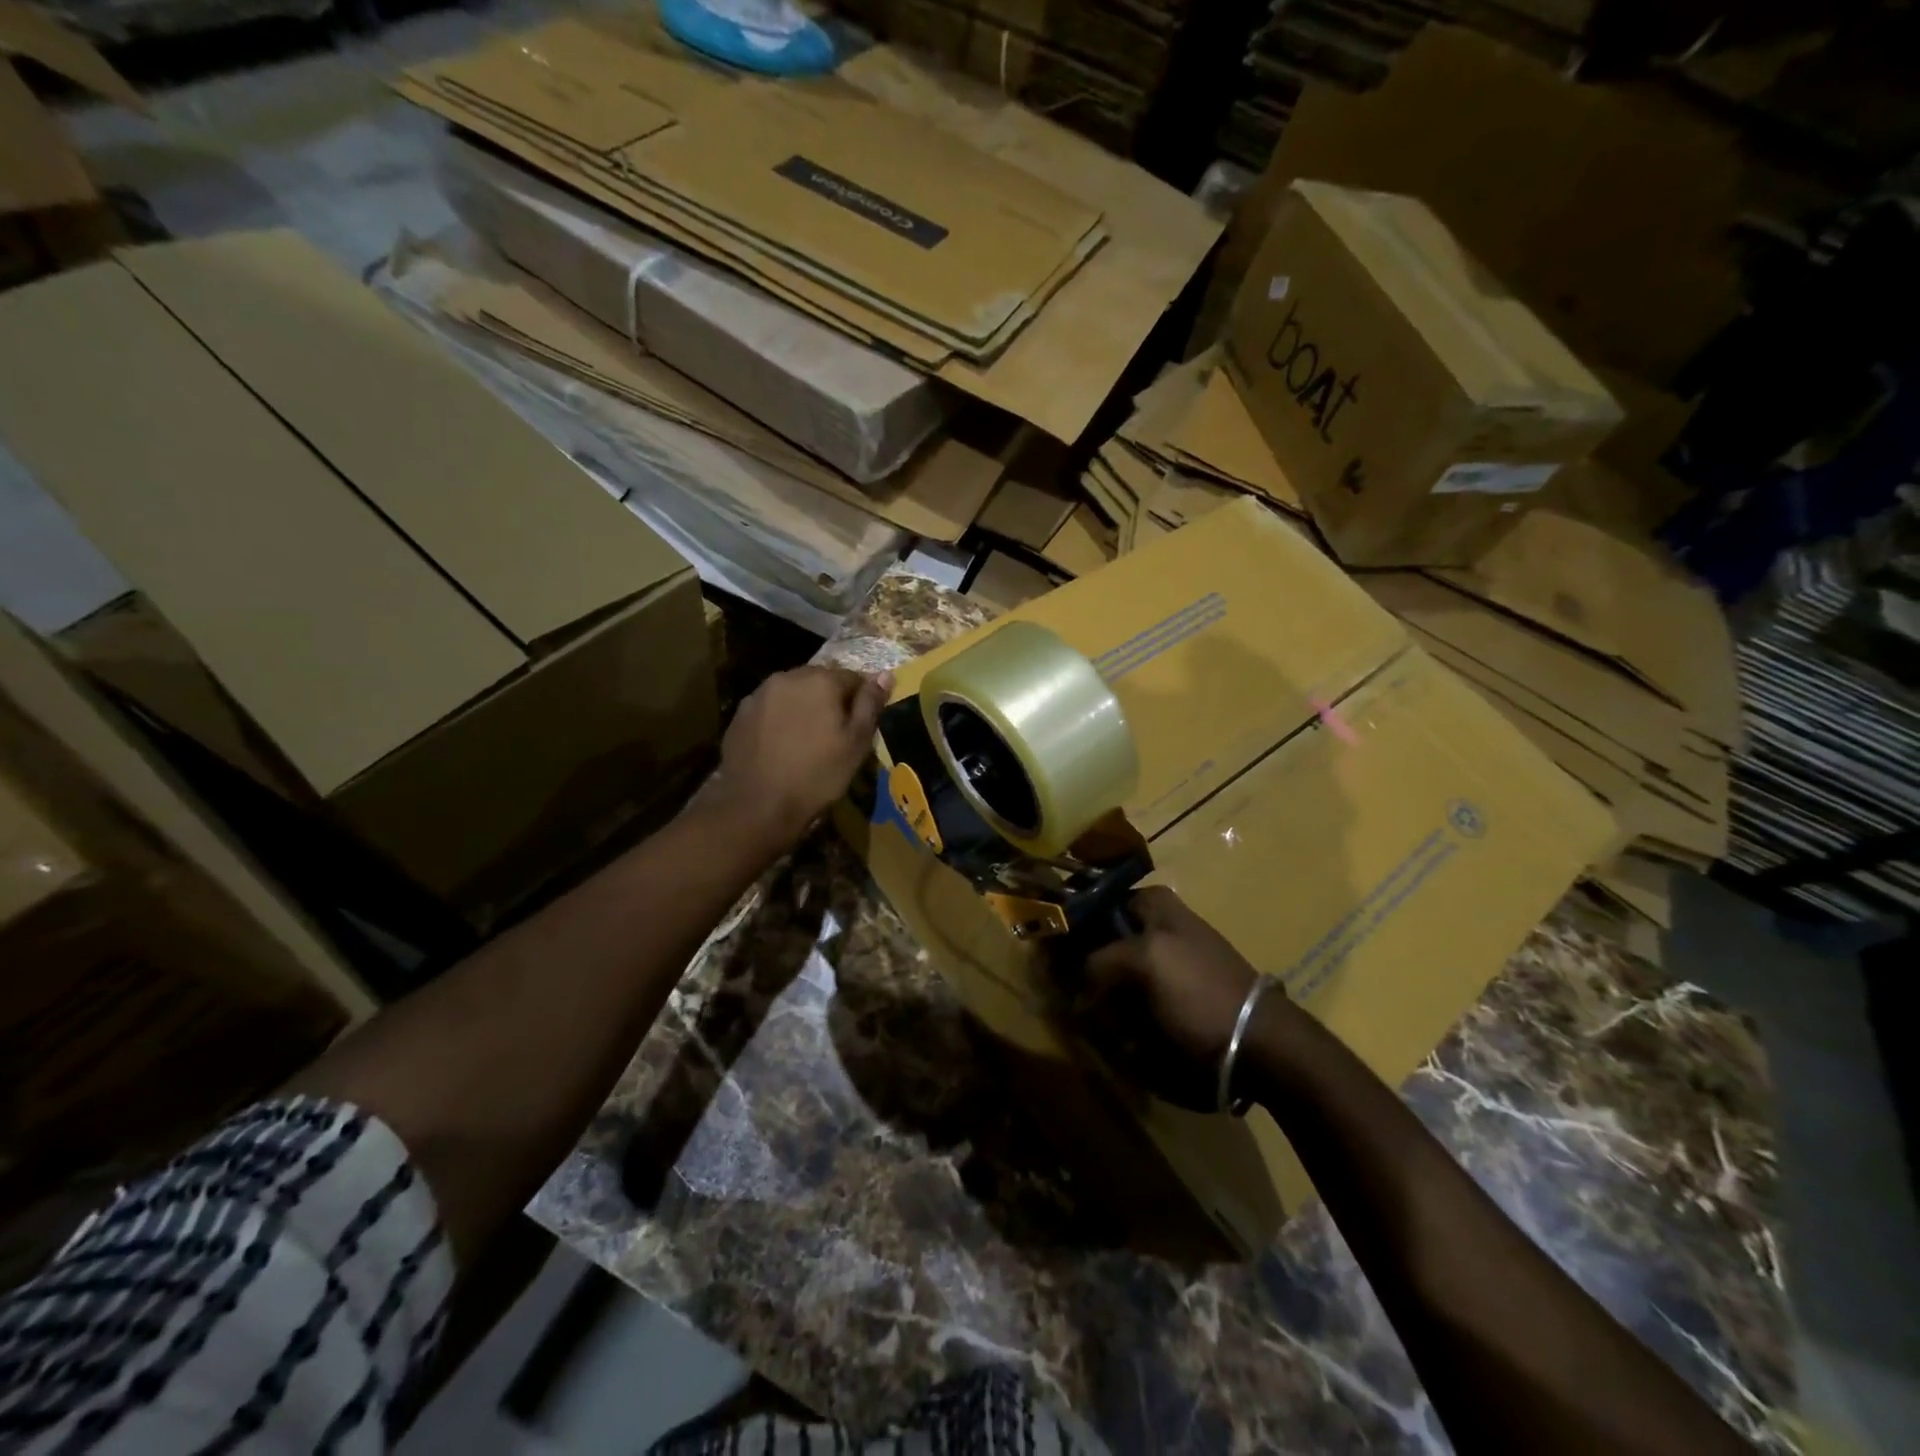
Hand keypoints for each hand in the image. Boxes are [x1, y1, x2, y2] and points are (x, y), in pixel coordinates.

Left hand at [712, 666, 892, 844]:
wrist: (757, 805)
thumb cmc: (818, 774)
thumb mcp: (856, 743)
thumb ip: (870, 704)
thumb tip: (885, 674)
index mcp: (821, 680)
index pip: (853, 677)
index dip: (861, 700)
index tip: (860, 725)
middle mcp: (788, 677)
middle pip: (819, 680)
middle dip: (830, 699)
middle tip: (834, 732)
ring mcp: (759, 694)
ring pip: (792, 693)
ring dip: (803, 707)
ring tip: (806, 739)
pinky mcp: (740, 714)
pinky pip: (770, 708)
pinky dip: (780, 719)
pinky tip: (781, 745)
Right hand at [1076, 887, 1274, 1111]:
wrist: (1258, 1044)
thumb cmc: (1199, 989)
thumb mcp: (1144, 960)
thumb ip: (1098, 960)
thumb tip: (1074, 986)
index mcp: (1153, 904)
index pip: (1093, 904)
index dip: (1070, 927)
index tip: (1049, 955)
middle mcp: (1157, 927)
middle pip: (1099, 942)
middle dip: (1085, 971)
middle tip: (1075, 997)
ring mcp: (1165, 964)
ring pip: (1111, 977)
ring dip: (1102, 1002)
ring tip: (1104, 1024)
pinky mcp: (1172, 999)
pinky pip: (1131, 1005)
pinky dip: (1122, 1021)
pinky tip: (1126, 1038)